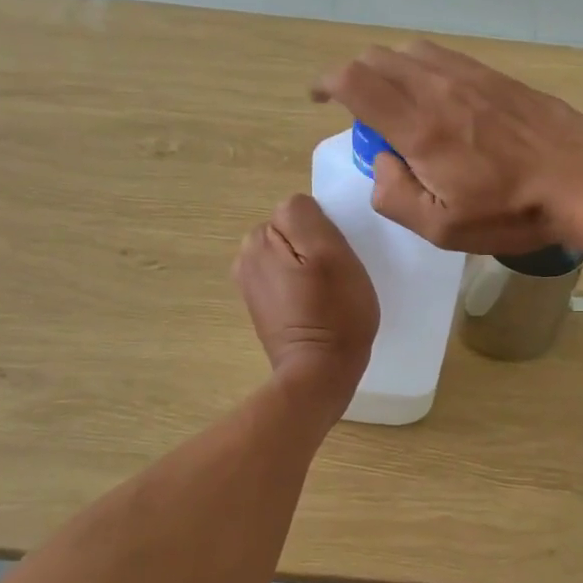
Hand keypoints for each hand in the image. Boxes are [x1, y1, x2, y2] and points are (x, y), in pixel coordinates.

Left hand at [233, 194, 377, 404]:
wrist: (319, 373)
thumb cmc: (335, 312)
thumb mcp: (331, 252)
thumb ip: (306, 217)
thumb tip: (295, 209)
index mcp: (259, 239)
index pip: (299, 210)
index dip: (324, 231)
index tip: (336, 259)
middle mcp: (246, 256)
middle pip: (291, 232)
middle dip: (313, 248)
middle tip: (334, 278)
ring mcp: (250, 283)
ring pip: (291, 255)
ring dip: (309, 268)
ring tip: (327, 294)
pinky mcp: (261, 305)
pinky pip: (287, 279)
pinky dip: (302, 287)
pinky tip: (315, 307)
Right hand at [312, 40, 582, 252]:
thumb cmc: (512, 212)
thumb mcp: (441, 229)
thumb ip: (395, 196)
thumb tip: (383, 162)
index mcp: (420, 127)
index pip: (356, 82)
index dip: (327, 84)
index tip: (319, 99)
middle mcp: (437, 89)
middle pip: (377, 59)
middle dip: (354, 78)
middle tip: (360, 114)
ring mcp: (468, 75)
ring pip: (409, 52)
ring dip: (387, 70)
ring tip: (395, 103)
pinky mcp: (494, 75)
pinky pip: (442, 56)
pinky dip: (420, 68)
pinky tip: (434, 96)